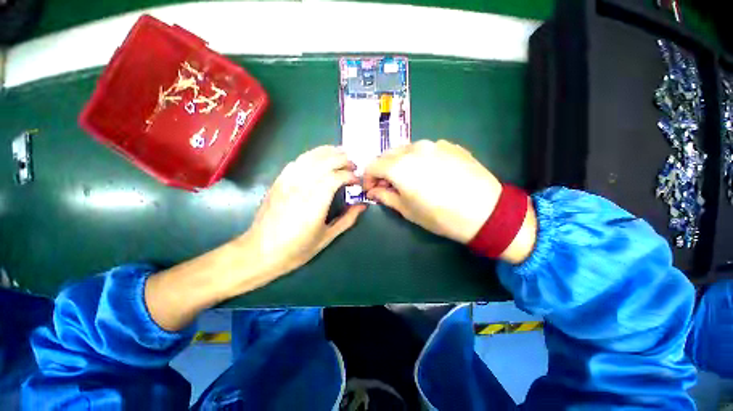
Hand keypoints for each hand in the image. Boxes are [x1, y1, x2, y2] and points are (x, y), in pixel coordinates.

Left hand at [146, 146, 365, 330]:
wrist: (259, 251)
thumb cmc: (296, 249)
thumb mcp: (326, 238)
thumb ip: (347, 220)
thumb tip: (362, 206)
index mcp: (314, 204)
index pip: (336, 177)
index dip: (350, 176)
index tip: (357, 182)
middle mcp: (301, 188)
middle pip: (325, 162)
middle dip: (343, 160)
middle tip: (353, 166)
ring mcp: (287, 182)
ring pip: (311, 157)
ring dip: (328, 152)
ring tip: (341, 154)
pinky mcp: (279, 181)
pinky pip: (297, 161)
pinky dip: (312, 156)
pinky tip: (319, 159)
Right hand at [363, 140, 501, 243]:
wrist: (486, 211)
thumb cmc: (440, 215)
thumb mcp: (407, 210)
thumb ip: (385, 197)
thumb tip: (374, 191)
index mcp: (399, 166)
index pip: (372, 165)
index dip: (368, 178)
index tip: (371, 190)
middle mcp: (414, 149)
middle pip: (388, 155)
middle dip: (383, 170)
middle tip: (388, 186)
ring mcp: (434, 144)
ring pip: (406, 150)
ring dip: (400, 163)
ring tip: (408, 179)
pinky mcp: (449, 145)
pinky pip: (425, 150)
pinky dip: (419, 159)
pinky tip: (430, 173)